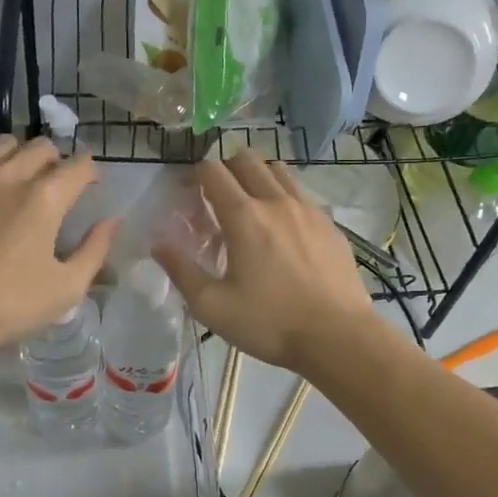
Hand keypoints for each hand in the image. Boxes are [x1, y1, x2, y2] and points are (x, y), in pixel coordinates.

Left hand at [0, 136, 115, 354]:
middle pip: (40, 146)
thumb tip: (111, 222)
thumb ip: (95, 250)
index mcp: (45, 198)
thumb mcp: (66, 288)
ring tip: (21, 181)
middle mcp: (9, 177)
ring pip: (3, 146)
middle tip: (57, 184)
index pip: (78, 165)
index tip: (92, 184)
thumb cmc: (7, 305)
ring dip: (20, 156)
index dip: (91, 171)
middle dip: (56, 159)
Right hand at [154, 152, 374, 371]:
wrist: (339, 337)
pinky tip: (283, 228)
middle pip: (246, 159)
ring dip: (257, 177)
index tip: (187, 193)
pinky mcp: (329, 223)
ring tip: (250, 206)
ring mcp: (308, 209)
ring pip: (278, 170)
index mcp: (244, 216)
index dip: (194, 175)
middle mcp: (276, 201)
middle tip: (216, 197)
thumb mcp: (213, 306)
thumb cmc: (270, 323)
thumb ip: (181, 270)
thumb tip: (158, 242)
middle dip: (225, 169)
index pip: (213, 171)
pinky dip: (284, 196)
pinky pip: (301, 193)